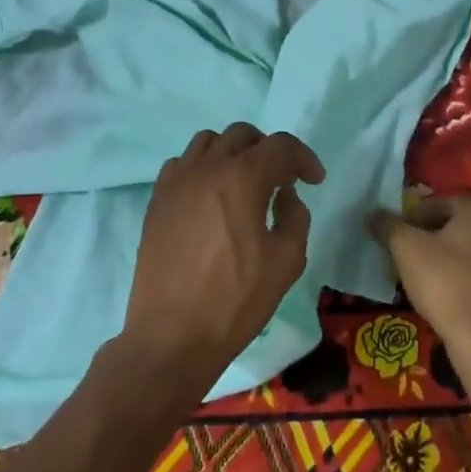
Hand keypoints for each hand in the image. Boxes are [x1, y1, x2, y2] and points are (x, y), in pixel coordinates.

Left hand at [120, 123, 324, 396]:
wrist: (172, 336)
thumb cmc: (236, 301)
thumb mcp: (287, 261)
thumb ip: (295, 217)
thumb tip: (284, 195)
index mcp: (241, 178)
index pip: (280, 146)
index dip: (303, 158)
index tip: (314, 180)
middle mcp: (206, 168)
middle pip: (242, 135)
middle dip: (269, 150)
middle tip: (281, 179)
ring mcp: (176, 182)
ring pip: (208, 142)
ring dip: (233, 153)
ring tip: (244, 183)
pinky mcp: (157, 201)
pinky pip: (182, 164)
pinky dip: (202, 168)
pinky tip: (211, 197)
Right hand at [369, 194, 470, 367]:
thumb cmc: (445, 284)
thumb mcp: (407, 249)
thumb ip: (388, 226)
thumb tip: (373, 213)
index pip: (437, 203)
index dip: (411, 217)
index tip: (394, 237)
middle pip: (452, 226)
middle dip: (425, 238)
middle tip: (403, 256)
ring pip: (465, 252)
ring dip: (442, 260)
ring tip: (419, 279)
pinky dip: (459, 280)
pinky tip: (443, 298)